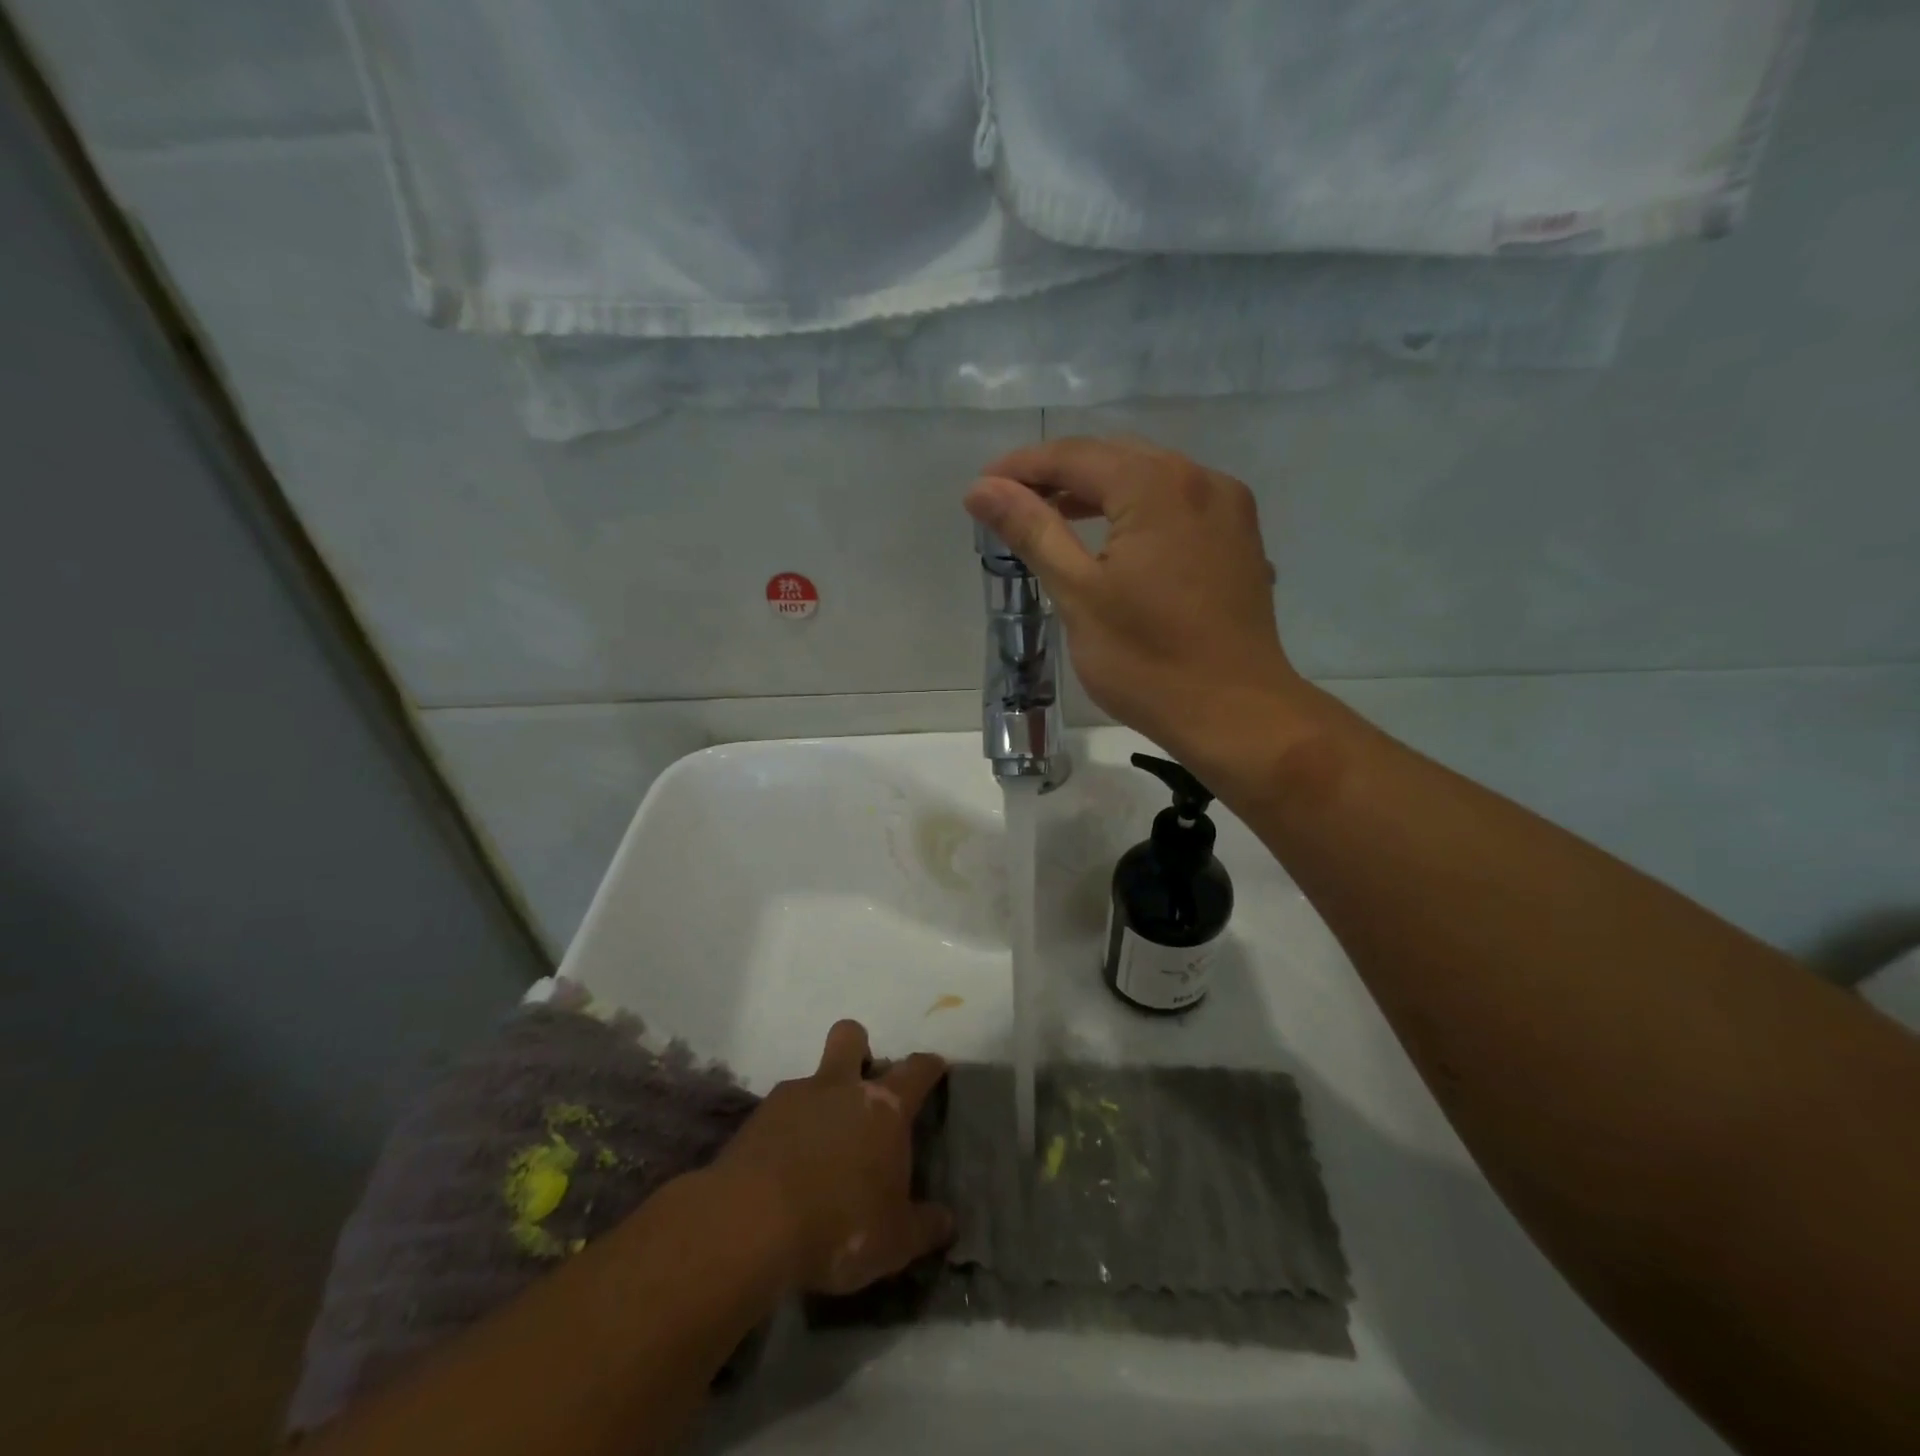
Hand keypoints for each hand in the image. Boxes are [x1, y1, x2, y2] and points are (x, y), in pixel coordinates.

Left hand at [712, 1020, 952, 1295]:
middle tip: (862, 1084)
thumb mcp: (895, 1241)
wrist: (750, 1225)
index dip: (929, 1066)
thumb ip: (924, 1227)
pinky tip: (785, 1165)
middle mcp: (841, 1088)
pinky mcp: (756, 1118)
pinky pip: (779, 1112)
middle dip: (859, 1048)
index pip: (916, 1070)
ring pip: (811, 1076)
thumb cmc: (839, 1225)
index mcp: (884, 1108)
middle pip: (851, 1036)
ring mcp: (794, 1097)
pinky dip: (787, 1130)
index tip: (935, 1068)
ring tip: (819, 1145)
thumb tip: (947, 1222)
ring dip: (819, 1099)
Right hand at [964, 436, 1311, 783]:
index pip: (1075, 456)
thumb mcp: (1078, 594)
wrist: (1235, 714)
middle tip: (1011, 503)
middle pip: (1114, 458)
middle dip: (1059, 475)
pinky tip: (1113, 538)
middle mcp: (1200, 479)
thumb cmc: (1147, 661)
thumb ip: (1032, 531)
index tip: (982, 487)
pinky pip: (1177, 504)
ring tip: (1052, 518)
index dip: (1023, 467)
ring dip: (1098, 491)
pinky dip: (1136, 510)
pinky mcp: (1239, 539)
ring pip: (1149, 479)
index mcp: (1157, 486)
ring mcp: (1228, 508)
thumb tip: (982, 488)